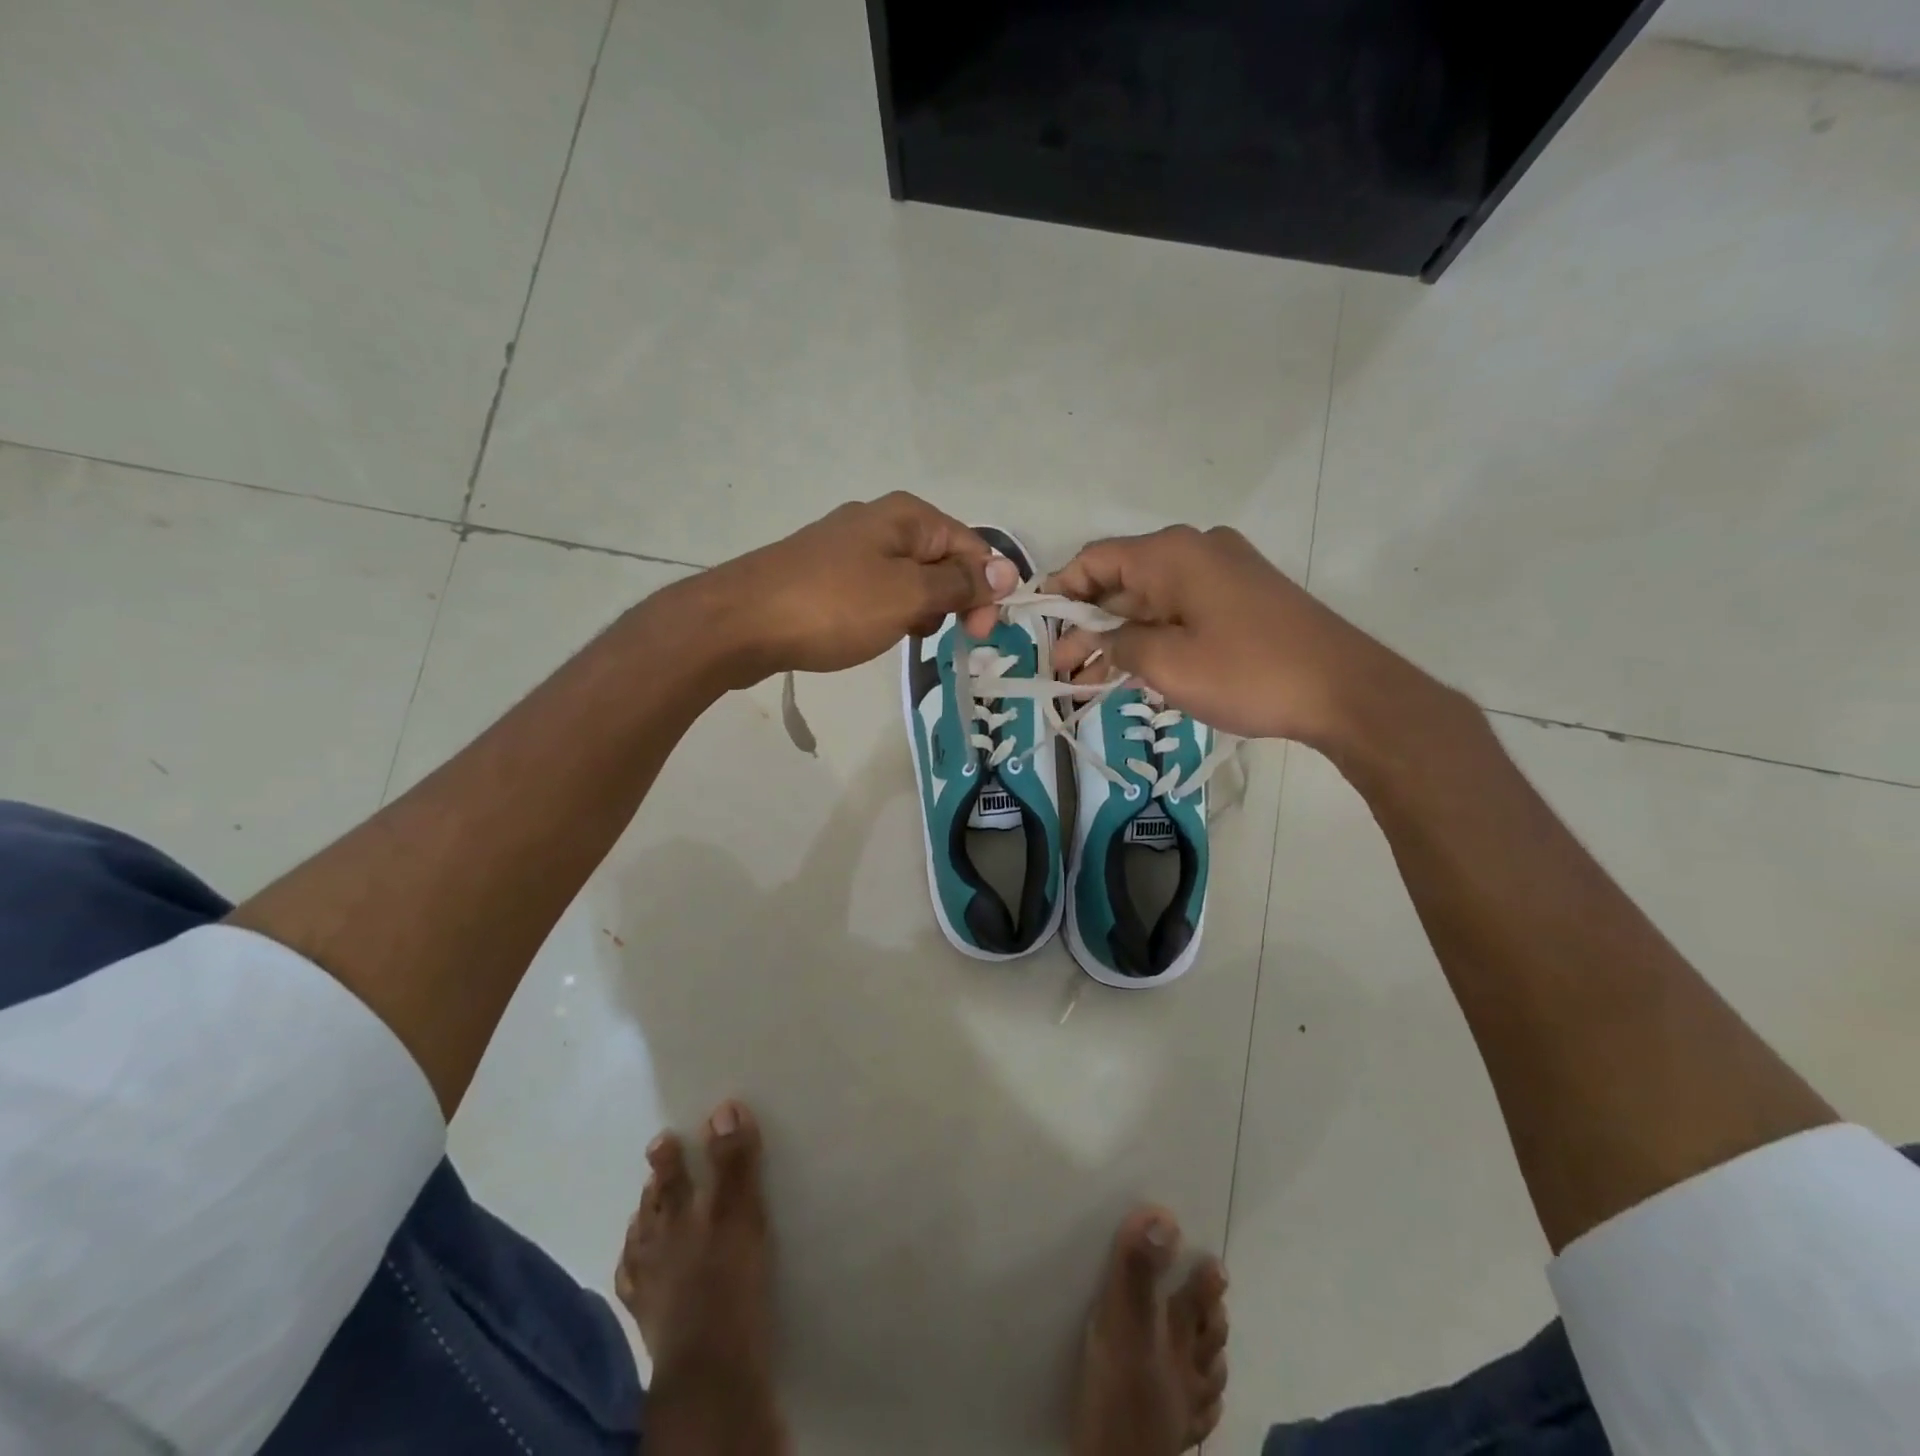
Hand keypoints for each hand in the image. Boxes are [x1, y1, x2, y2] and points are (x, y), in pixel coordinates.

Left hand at [693, 493, 1018, 685]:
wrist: (740, 623)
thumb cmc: (833, 606)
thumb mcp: (908, 596)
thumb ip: (959, 584)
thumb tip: (1006, 571)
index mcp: (906, 516)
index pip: (971, 546)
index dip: (986, 587)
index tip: (982, 633)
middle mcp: (879, 522)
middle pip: (941, 560)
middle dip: (955, 599)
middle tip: (950, 639)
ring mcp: (847, 548)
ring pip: (909, 579)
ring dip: (922, 609)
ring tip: (909, 637)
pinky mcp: (825, 575)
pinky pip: (876, 591)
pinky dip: (889, 612)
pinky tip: (878, 634)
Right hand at [1048, 525, 1439, 748]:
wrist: (1344, 690)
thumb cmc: (1248, 672)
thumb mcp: (1167, 663)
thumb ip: (1118, 644)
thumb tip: (1096, 637)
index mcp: (1172, 553)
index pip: (1095, 559)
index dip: (1060, 592)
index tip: (1037, 628)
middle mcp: (1195, 551)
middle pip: (1121, 582)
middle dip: (1086, 626)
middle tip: (1061, 670)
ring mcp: (1222, 574)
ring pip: (1150, 602)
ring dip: (1118, 639)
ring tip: (1086, 683)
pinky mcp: (1240, 599)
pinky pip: (1180, 612)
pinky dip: (1152, 639)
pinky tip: (1130, 673)